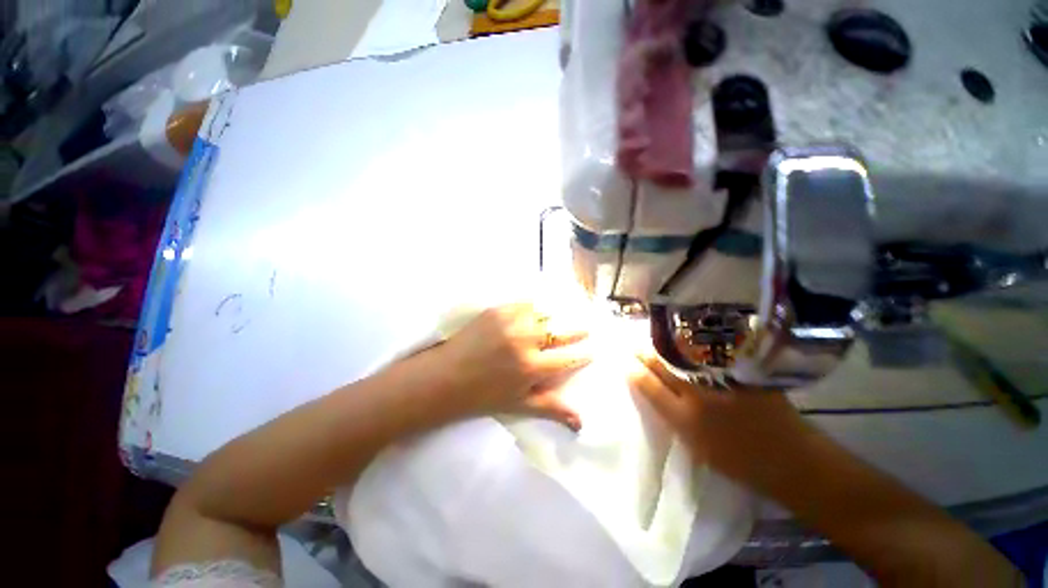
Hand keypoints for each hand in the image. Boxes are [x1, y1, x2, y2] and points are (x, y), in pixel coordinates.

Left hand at [438, 303, 592, 429]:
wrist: (444, 377)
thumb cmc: (482, 396)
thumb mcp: (519, 405)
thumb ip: (551, 408)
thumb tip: (582, 423)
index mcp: (532, 368)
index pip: (568, 358)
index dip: (582, 354)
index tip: (591, 350)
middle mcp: (525, 341)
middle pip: (561, 331)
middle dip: (577, 330)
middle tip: (586, 328)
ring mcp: (511, 322)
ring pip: (545, 314)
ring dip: (557, 317)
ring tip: (563, 319)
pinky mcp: (497, 310)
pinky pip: (525, 304)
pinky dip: (536, 307)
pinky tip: (540, 309)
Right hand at [628, 353, 814, 477]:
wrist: (792, 460)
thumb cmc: (739, 460)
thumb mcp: (695, 445)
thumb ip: (670, 414)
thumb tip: (648, 385)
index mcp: (685, 419)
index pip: (648, 384)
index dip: (632, 369)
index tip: (623, 359)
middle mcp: (700, 394)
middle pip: (662, 362)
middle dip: (644, 351)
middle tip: (633, 344)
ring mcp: (723, 379)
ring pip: (681, 352)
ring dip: (663, 343)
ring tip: (652, 337)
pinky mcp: (744, 370)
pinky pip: (708, 350)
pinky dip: (690, 342)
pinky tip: (682, 336)